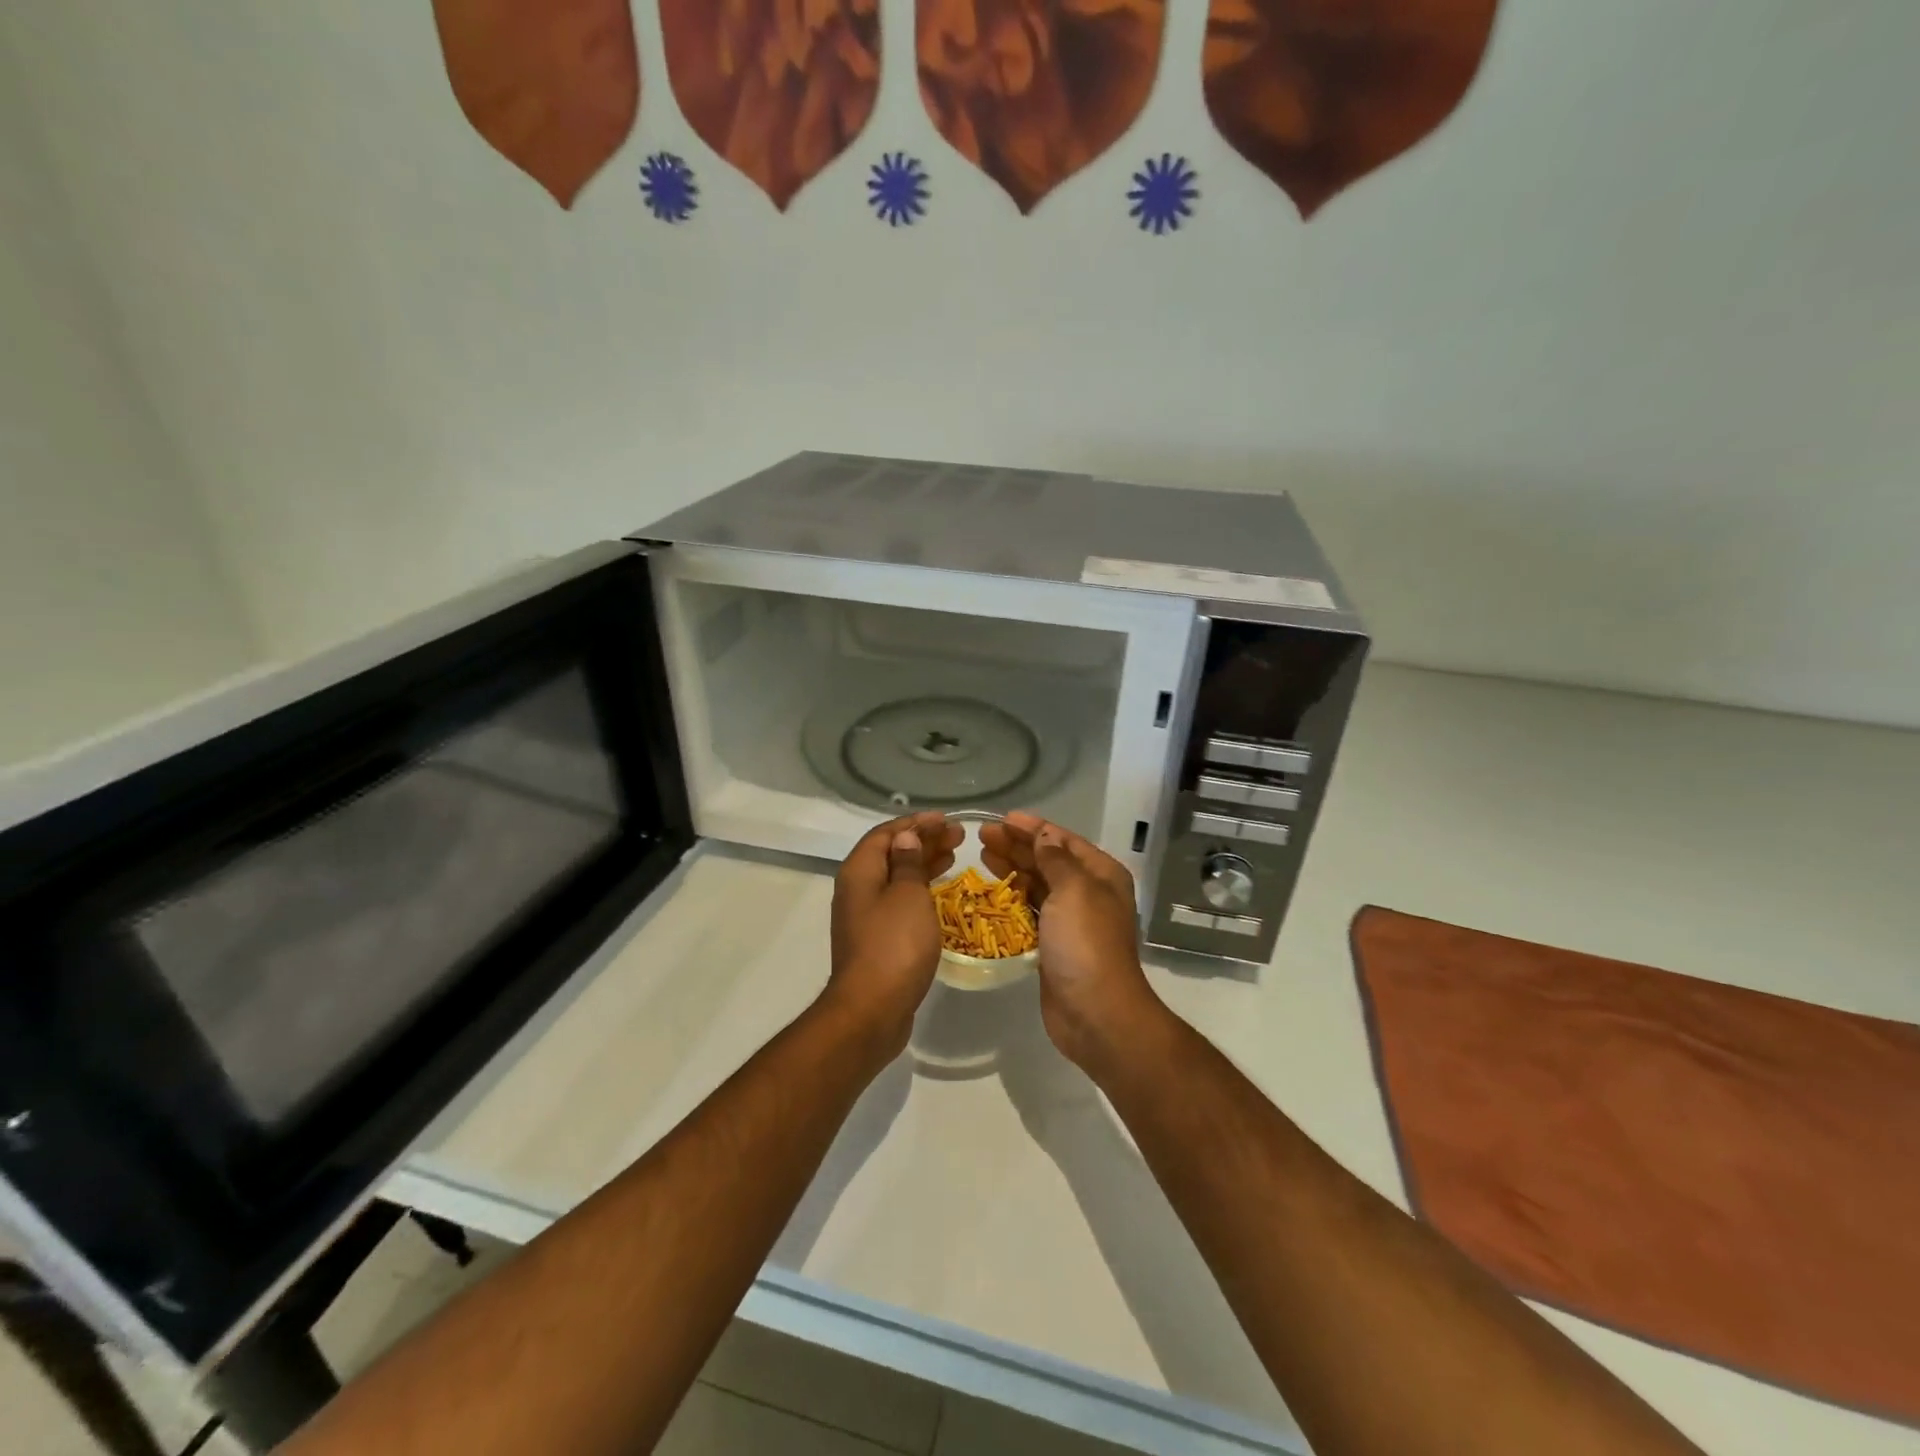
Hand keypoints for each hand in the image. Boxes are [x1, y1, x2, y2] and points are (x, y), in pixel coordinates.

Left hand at [825, 811, 961, 1058]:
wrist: (871, 1010)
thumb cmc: (894, 945)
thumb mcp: (908, 895)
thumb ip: (908, 862)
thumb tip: (905, 837)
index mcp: (859, 871)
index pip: (886, 833)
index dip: (916, 823)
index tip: (945, 820)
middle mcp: (856, 889)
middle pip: (890, 854)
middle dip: (923, 841)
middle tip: (957, 837)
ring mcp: (864, 916)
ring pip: (895, 878)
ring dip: (923, 864)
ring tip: (953, 857)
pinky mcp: (875, 939)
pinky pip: (898, 901)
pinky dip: (919, 890)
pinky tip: (939, 893)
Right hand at [980, 811, 1161, 1072]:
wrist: (1096, 1012)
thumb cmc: (1086, 943)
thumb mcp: (1073, 890)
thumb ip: (1055, 859)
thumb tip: (1044, 834)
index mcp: (1101, 875)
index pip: (1063, 841)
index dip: (1033, 827)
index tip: (1002, 818)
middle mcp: (1088, 893)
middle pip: (1048, 861)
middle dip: (1017, 846)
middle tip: (982, 836)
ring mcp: (1070, 921)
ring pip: (1037, 886)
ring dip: (1012, 870)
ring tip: (982, 856)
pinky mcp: (1053, 945)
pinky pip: (1029, 913)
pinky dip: (1012, 900)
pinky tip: (990, 892)